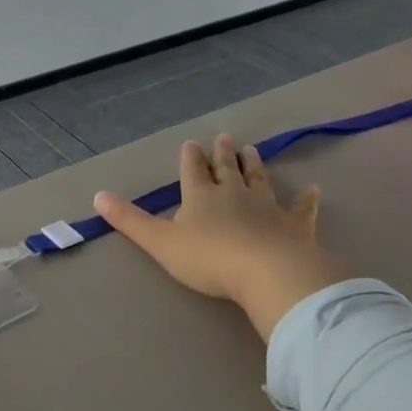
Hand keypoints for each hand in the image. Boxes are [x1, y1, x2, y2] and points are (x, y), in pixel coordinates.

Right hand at [93, 133, 349, 343]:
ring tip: (252, 149)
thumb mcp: (159, 241)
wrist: (267, 273)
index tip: (192, 142)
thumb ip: (129, 220)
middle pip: (227, 169)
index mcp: (200, 196)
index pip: (193, 171)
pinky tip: (314, 190)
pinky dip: (307, 200)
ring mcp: (267, 207)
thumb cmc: (208, 258)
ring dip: (254, 165)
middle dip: (223, 154)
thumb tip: (97, 195)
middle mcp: (234, 194)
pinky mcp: (295, 226)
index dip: (190, 158)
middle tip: (225, 137)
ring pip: (259, 180)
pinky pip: (301, 210)